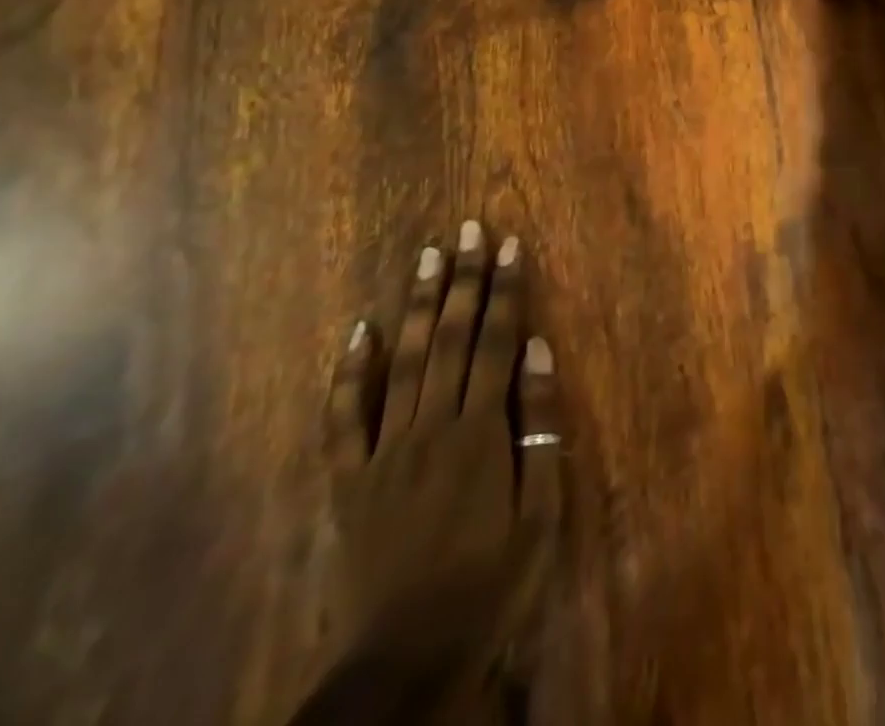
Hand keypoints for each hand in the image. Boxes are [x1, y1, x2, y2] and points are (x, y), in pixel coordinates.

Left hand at [323, 222, 560, 682]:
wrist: (409, 655)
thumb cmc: (491, 580)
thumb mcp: (540, 508)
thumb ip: (539, 424)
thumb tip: (540, 349)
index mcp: (481, 430)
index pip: (498, 340)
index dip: (507, 289)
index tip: (511, 244)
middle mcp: (432, 424)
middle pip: (453, 337)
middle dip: (464, 278)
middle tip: (468, 229)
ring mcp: (385, 448)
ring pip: (406, 360)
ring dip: (420, 304)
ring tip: (428, 255)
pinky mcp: (350, 478)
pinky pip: (344, 417)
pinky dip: (350, 371)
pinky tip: (360, 330)